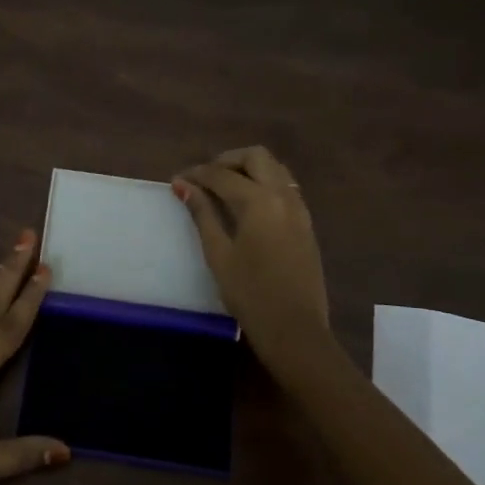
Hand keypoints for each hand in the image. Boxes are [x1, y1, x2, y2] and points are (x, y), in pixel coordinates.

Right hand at [173, 146, 329, 359]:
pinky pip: (285, 187)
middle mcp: (283, 196)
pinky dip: (265, 183)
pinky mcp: (306, 223)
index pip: (222, 175)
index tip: (178, 180)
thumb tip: (183, 185)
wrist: (294, 328)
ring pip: (275, 169)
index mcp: (259, 201)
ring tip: (224, 188)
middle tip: (205, 178)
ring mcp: (299, 208)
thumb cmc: (249, 293)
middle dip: (228, 160)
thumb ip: (202, 214)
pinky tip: (247, 205)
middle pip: (256, 157)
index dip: (197, 174)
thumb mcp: (218, 253)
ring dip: (249, 169)